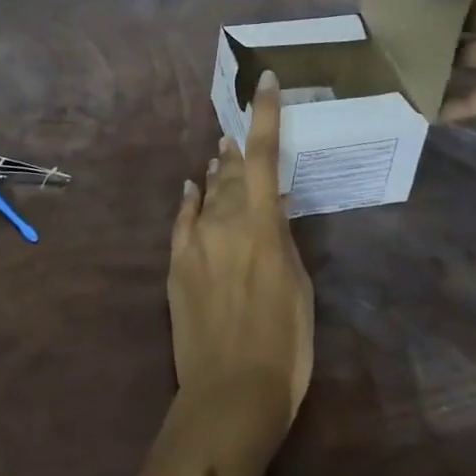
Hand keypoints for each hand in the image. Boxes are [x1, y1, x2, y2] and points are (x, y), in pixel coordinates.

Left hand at [169, 71, 314, 427]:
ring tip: (219, 151)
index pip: (263, 154)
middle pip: (231, 169)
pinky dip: (190, 198)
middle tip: (238, 131)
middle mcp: (224, 219)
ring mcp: (195, 239)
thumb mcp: (299, 288)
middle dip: (237, 148)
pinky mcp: (176, 262)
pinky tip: (191, 185)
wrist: (229, 395)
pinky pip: (182, 218)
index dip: (265, 113)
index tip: (264, 80)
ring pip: (208, 190)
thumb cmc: (283, 345)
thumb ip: (281, 240)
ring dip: (215, 170)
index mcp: (261, 223)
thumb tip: (269, 210)